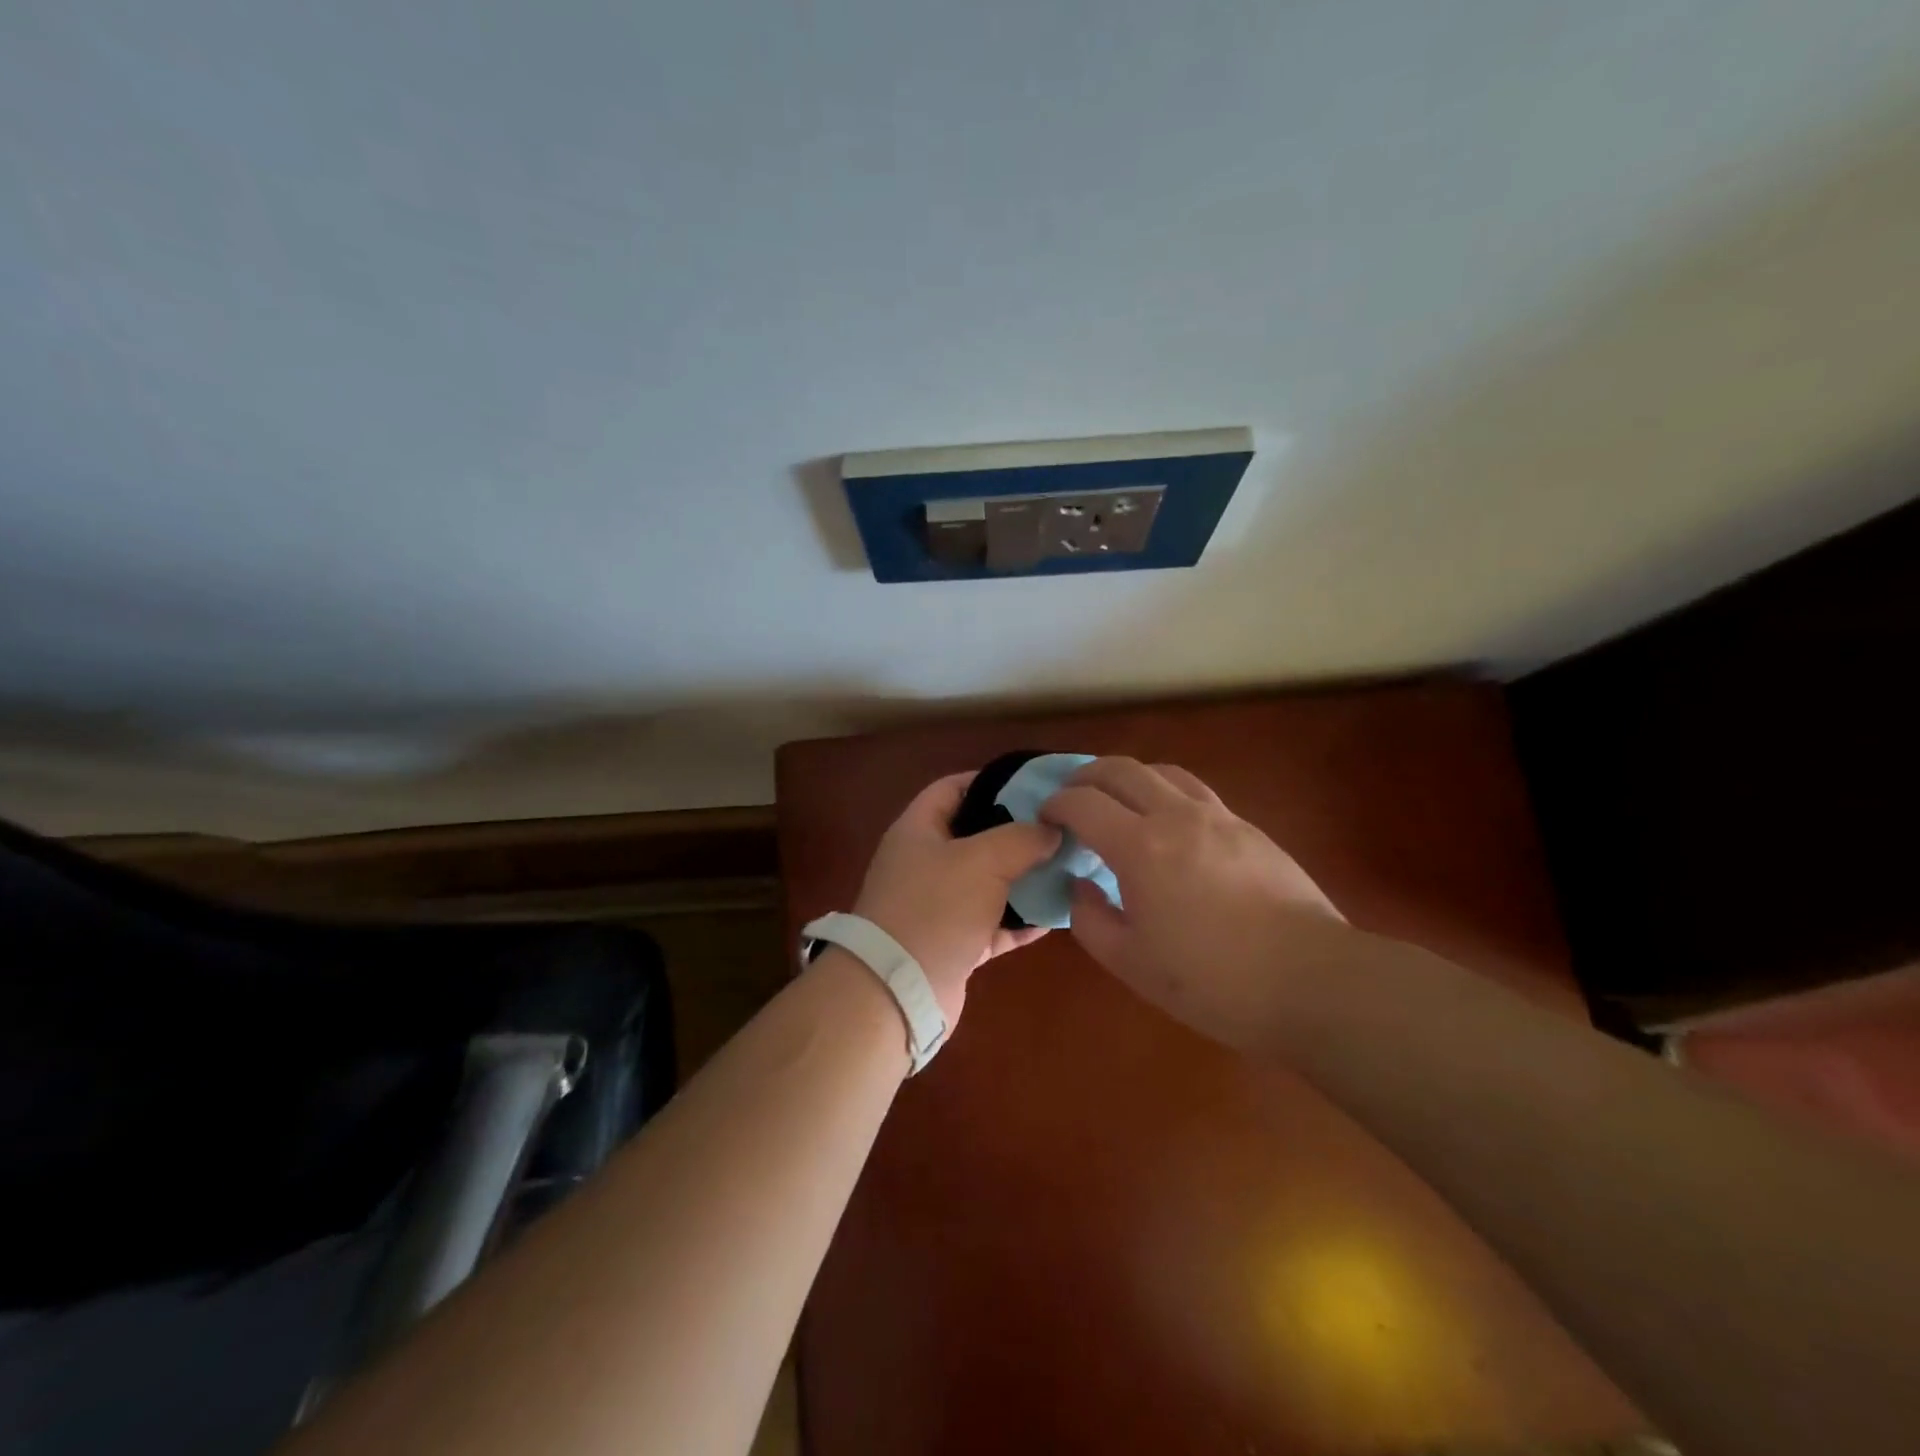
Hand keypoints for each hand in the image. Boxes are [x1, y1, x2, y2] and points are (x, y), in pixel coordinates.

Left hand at [850, 772, 1061, 1025]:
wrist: (898, 990)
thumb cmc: (935, 908)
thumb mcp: (982, 860)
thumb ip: (1021, 838)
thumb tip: (1052, 830)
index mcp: (918, 830)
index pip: (953, 788)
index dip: (991, 780)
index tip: (1034, 785)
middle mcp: (925, 863)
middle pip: (975, 836)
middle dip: (1017, 833)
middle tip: (1059, 829)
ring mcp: (937, 906)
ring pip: (987, 883)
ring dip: (1023, 878)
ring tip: (1066, 868)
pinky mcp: (952, 944)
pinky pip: (992, 925)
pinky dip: (1018, 921)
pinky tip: (1053, 916)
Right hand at [1041, 757, 1351, 1051]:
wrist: (1312, 982)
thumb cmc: (1213, 981)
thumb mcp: (1131, 963)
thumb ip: (1090, 919)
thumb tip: (1081, 886)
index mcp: (1140, 846)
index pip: (1082, 802)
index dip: (1055, 804)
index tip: (1044, 819)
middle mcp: (1176, 816)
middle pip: (1120, 769)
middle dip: (1085, 777)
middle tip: (1071, 799)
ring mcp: (1218, 817)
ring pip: (1162, 772)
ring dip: (1129, 778)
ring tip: (1118, 804)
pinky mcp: (1249, 829)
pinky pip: (1195, 793)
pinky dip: (1166, 794)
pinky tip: (1169, 827)